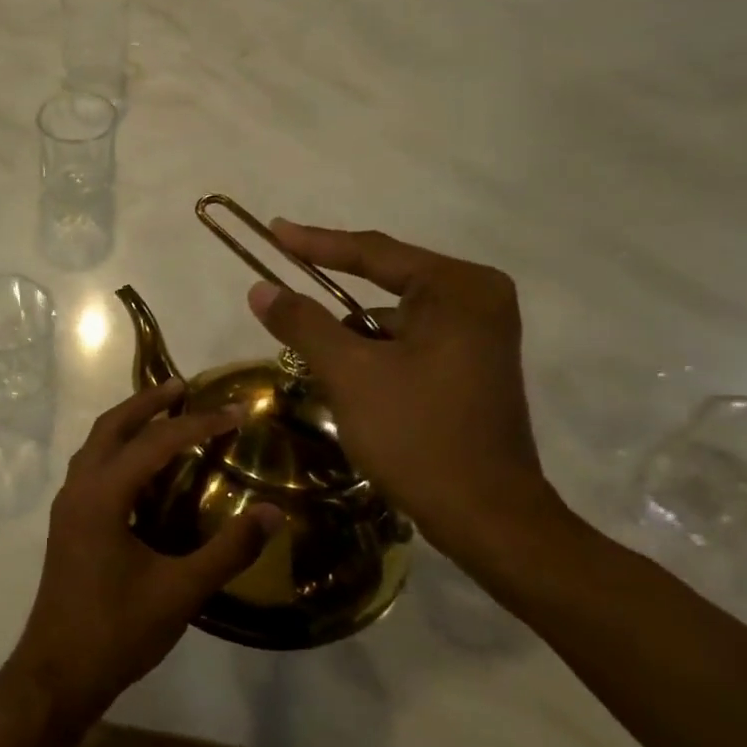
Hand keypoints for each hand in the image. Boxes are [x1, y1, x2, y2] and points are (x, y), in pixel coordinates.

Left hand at [6, 380, 281, 727]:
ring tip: (164, 415)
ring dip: (127, 423)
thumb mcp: (181, 591)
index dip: (198, 425)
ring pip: (95, 445)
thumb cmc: (118, 631)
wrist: (58, 672)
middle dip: (147, 403)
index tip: (236, 413)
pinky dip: (117, 450)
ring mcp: (67, 506)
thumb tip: (272, 513)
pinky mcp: (67, 524)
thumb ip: (228, 550)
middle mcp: (78, 489)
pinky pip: (91, 467)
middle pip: (110, 427)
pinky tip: (142, 467)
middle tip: (183, 386)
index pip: (155, 443)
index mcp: (102, 496)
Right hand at [247, 222, 558, 568]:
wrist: (486, 516)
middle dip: (332, 301)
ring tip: (317, 365)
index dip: (316, 243)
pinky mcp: (473, 366)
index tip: (274, 230)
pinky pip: (409, 343)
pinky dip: (375, 356)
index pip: (374, 253)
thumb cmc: (418, 435)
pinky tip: (351, 385)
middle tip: (283, 298)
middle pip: (385, 284)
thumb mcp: (350, 374)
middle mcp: (478, 300)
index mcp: (458, 289)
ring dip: (352, 338)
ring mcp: (480, 334)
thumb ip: (303, 323)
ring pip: (393, 320)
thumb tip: (260, 288)